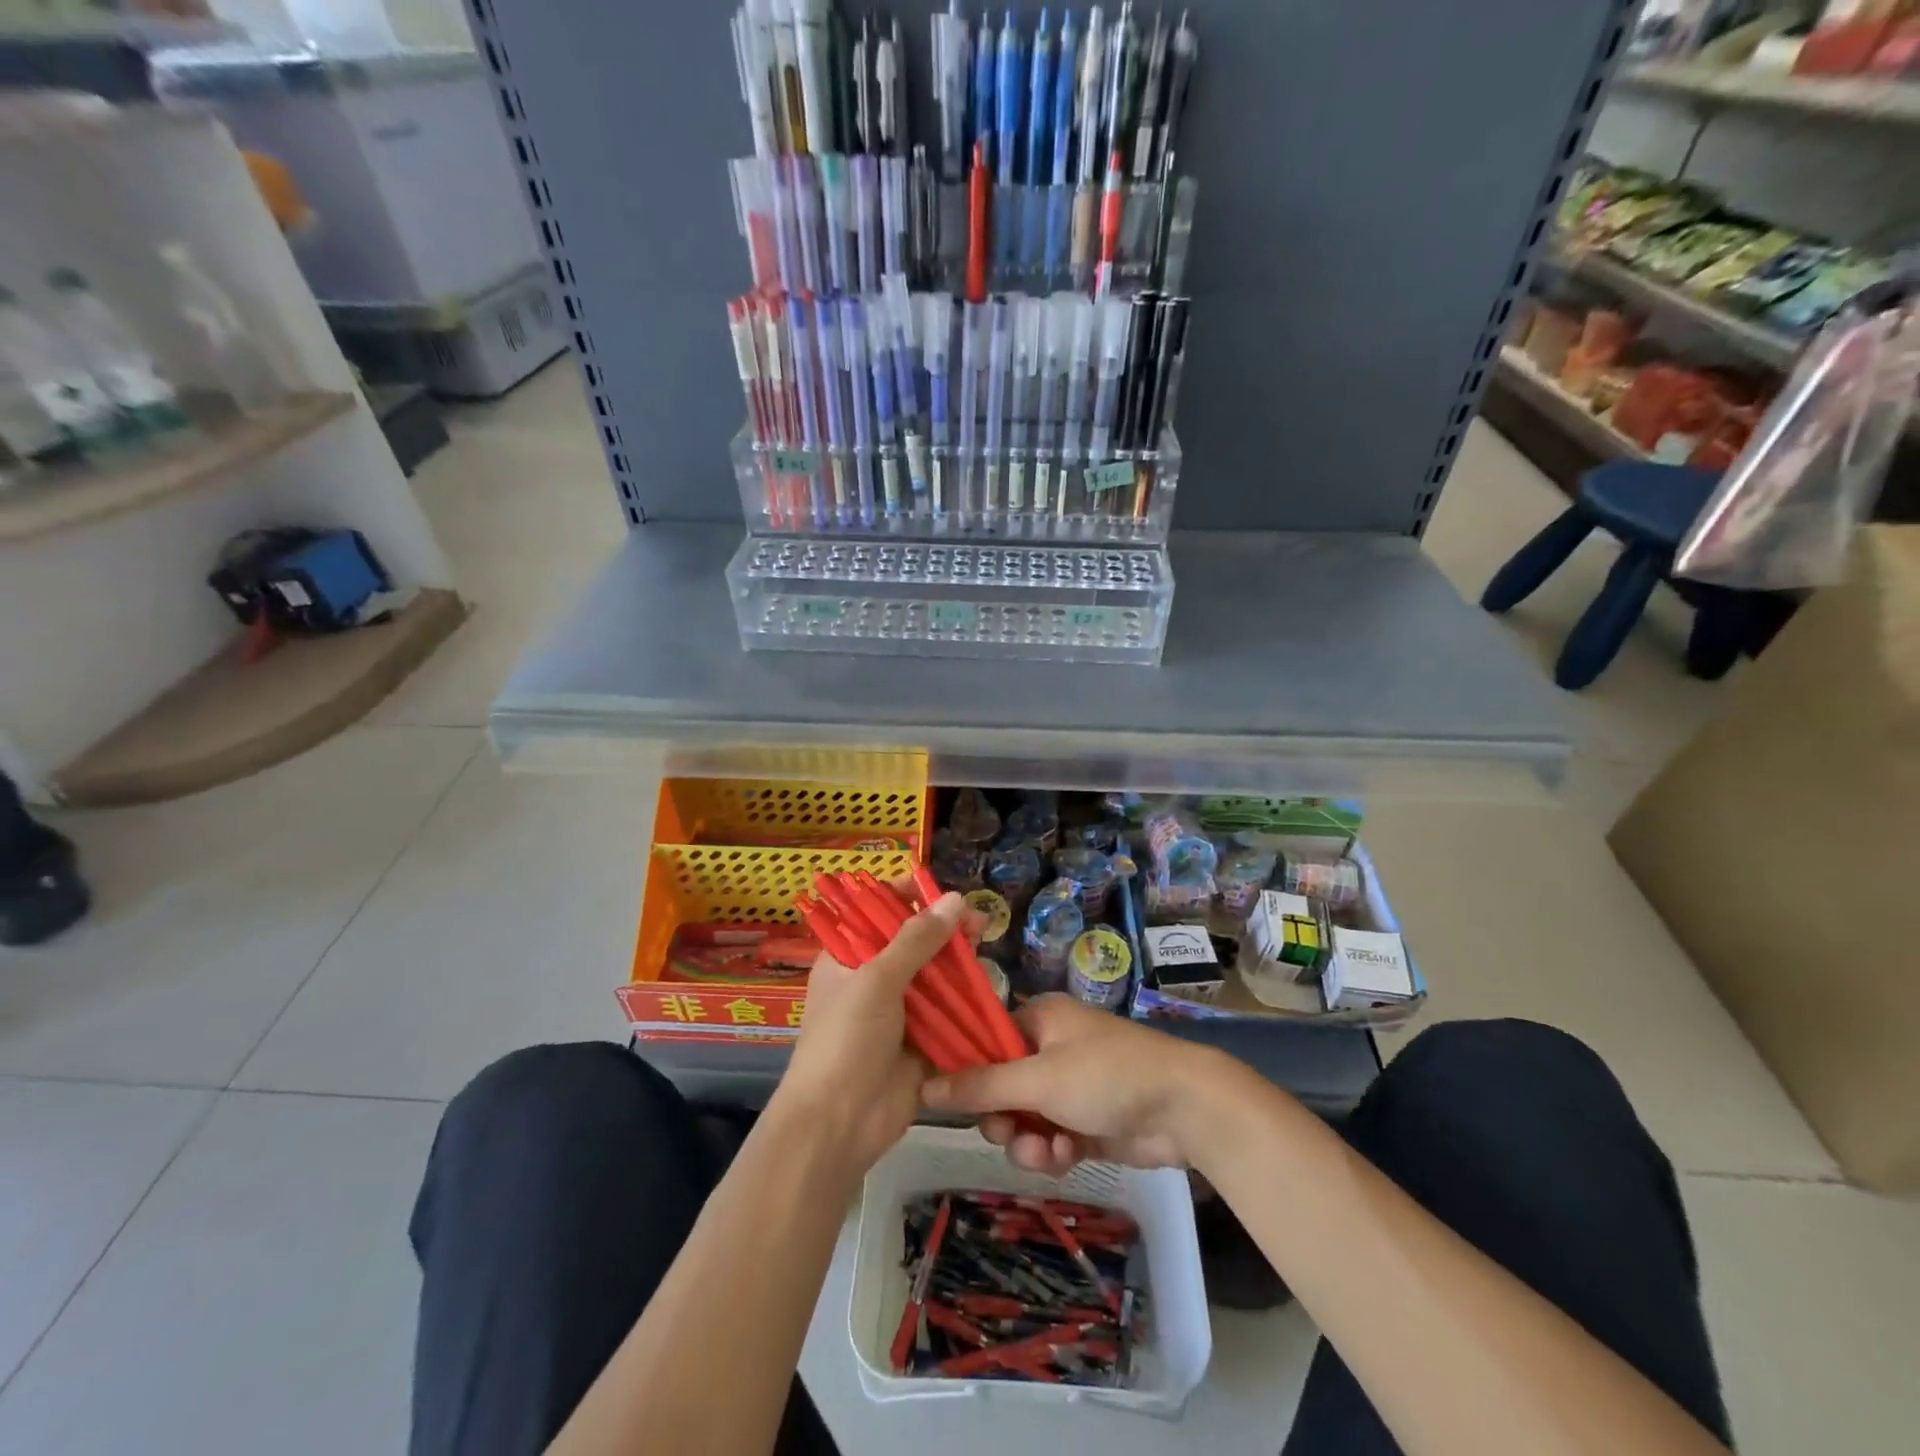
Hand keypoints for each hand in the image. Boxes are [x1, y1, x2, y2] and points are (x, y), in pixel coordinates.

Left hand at [773, 890, 980, 1179]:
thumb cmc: (846, 1040)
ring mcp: (898, 1012)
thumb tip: (954, 899)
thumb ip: (917, 940)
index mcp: (847, 959)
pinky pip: (948, 1012)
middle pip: (912, 943)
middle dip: (943, 929)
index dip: (906, 899)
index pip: (877, 914)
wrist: (839, 1123)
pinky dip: (966, 998)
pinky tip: (987, 981)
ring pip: (935, 976)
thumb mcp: (877, 980)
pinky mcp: (922, 1041)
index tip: (940, 891)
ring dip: (958, 961)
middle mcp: (872, 980)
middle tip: (976, 920)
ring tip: (985, 940)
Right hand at [921, 994, 1224, 1176]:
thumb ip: (981, 1086)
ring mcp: (1070, 1086)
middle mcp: (1051, 1047)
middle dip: (1002, 1116)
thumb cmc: (1107, 1076)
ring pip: (1025, 1117)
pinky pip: (1050, 1137)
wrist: (1184, 1108)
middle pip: (1001, 1085)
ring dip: (1028, 1140)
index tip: (950, 1101)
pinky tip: (1064, 1159)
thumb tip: (924, 1085)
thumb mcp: (1038, 1079)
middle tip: (1006, 1132)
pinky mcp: (1087, 1121)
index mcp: (1039, 1019)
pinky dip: (1051, 1150)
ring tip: (1045, 1152)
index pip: (986, 1040)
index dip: (967, 1071)